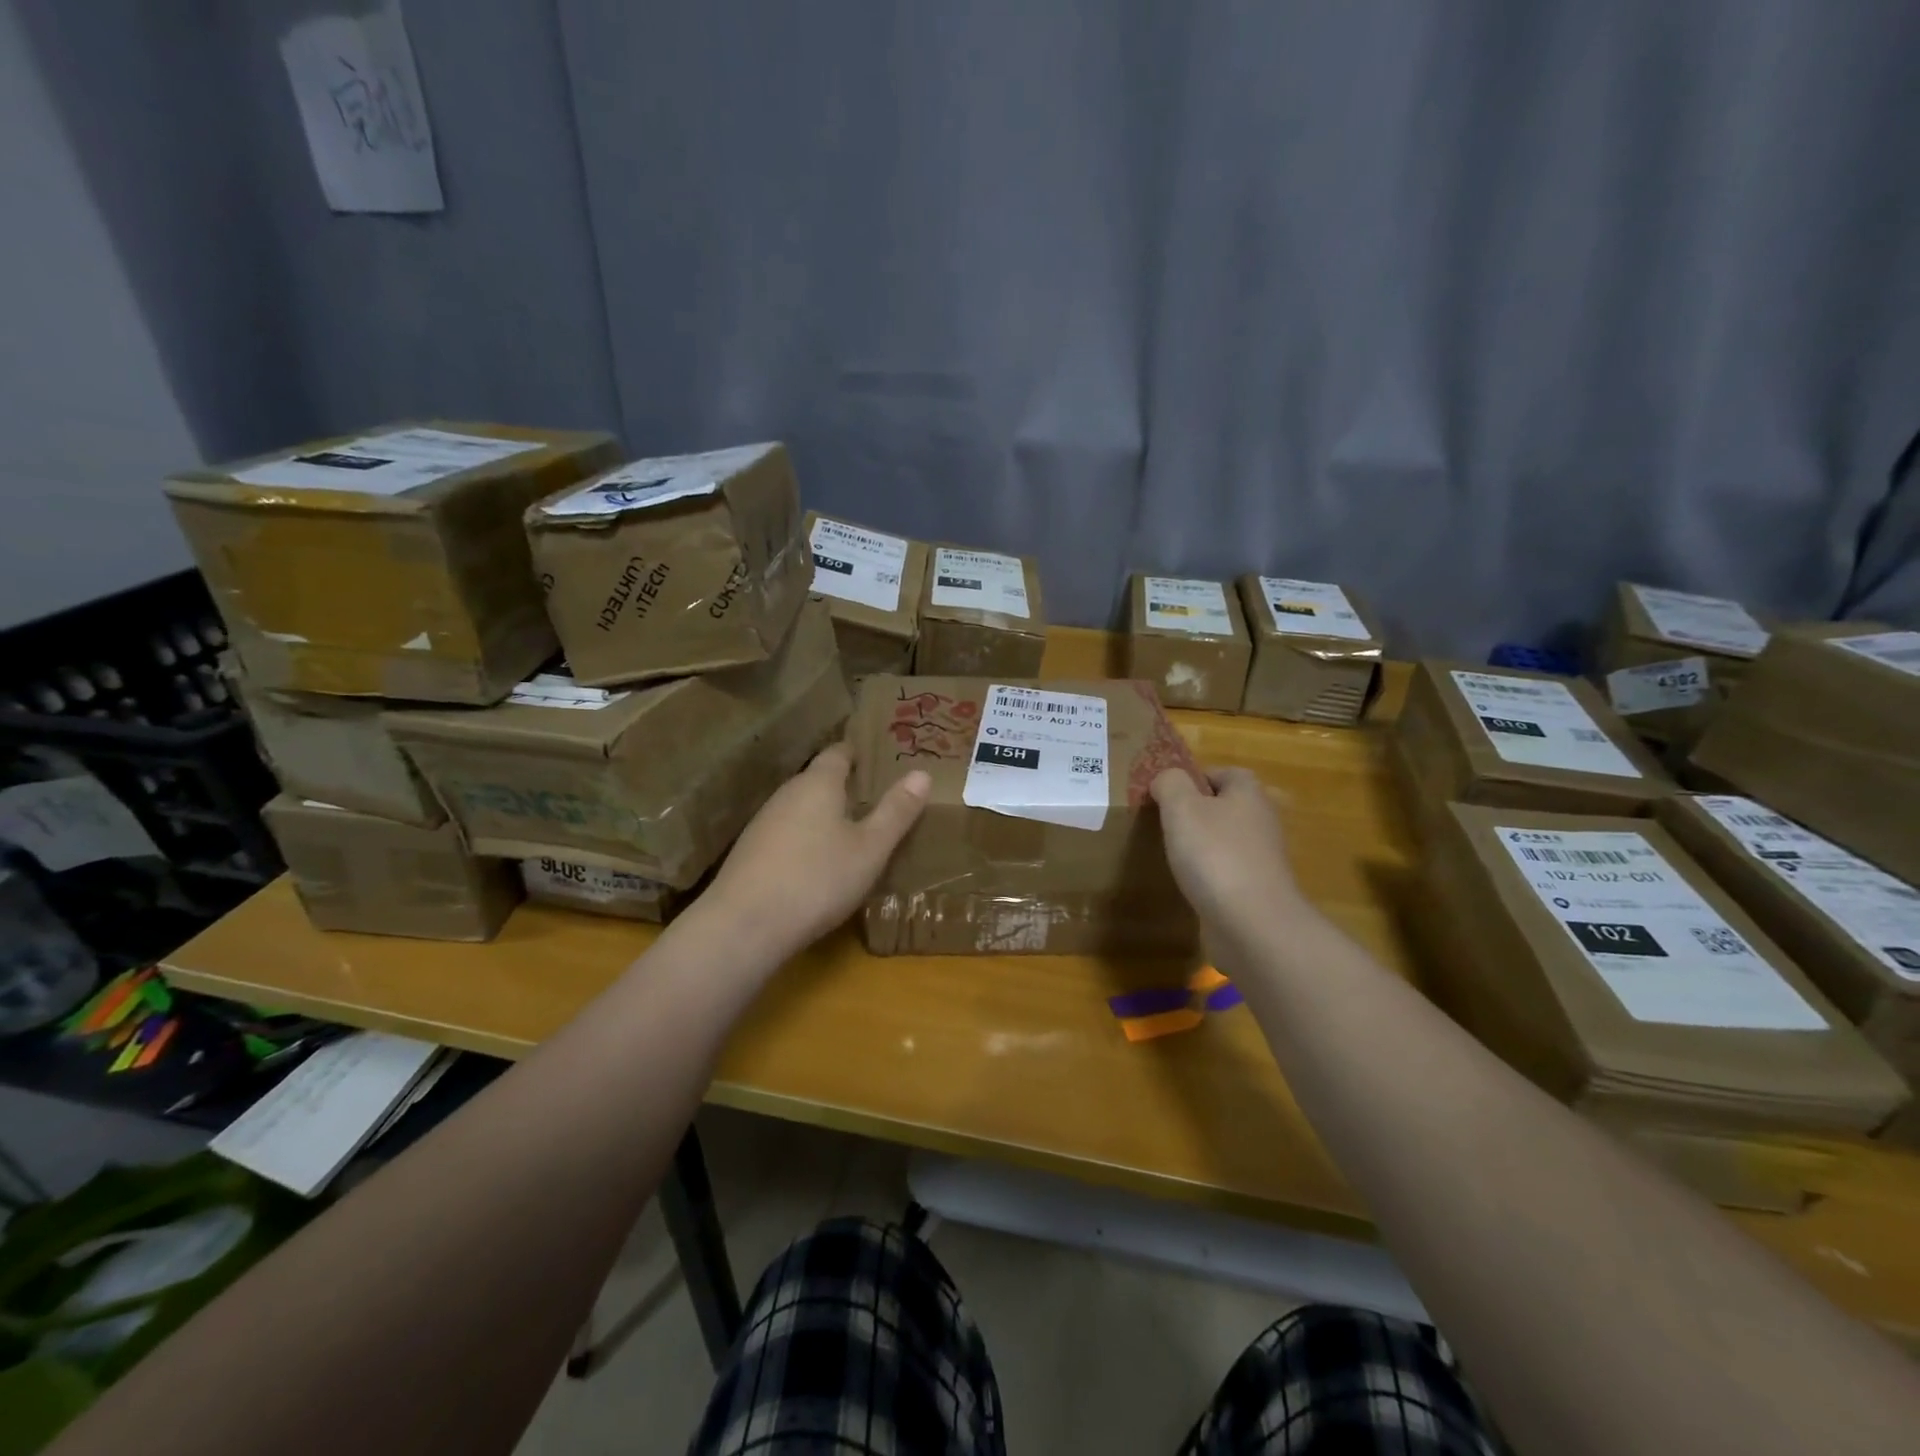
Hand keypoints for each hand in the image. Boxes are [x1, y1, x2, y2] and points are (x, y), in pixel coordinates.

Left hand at [702, 743, 930, 958]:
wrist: (744, 925)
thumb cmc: (818, 879)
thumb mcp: (870, 848)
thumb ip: (896, 811)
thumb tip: (921, 773)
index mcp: (818, 784)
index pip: (838, 753)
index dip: (857, 752)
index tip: (877, 756)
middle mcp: (787, 794)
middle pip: (818, 779)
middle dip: (844, 785)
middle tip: (875, 796)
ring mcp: (764, 823)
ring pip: (801, 808)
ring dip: (824, 813)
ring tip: (852, 829)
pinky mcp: (750, 852)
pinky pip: (787, 832)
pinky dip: (806, 837)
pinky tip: (818, 861)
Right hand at [1151, 767, 1305, 935]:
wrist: (1253, 924)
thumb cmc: (1215, 855)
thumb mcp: (1181, 807)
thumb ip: (1170, 783)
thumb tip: (1167, 778)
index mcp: (1249, 793)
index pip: (1223, 772)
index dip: (1194, 778)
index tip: (1166, 795)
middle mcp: (1262, 820)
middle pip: (1227, 806)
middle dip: (1198, 812)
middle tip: (1166, 824)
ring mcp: (1263, 858)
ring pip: (1228, 839)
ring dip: (1204, 845)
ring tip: (1173, 854)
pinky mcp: (1258, 889)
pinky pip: (1229, 871)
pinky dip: (1211, 874)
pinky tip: (1191, 884)